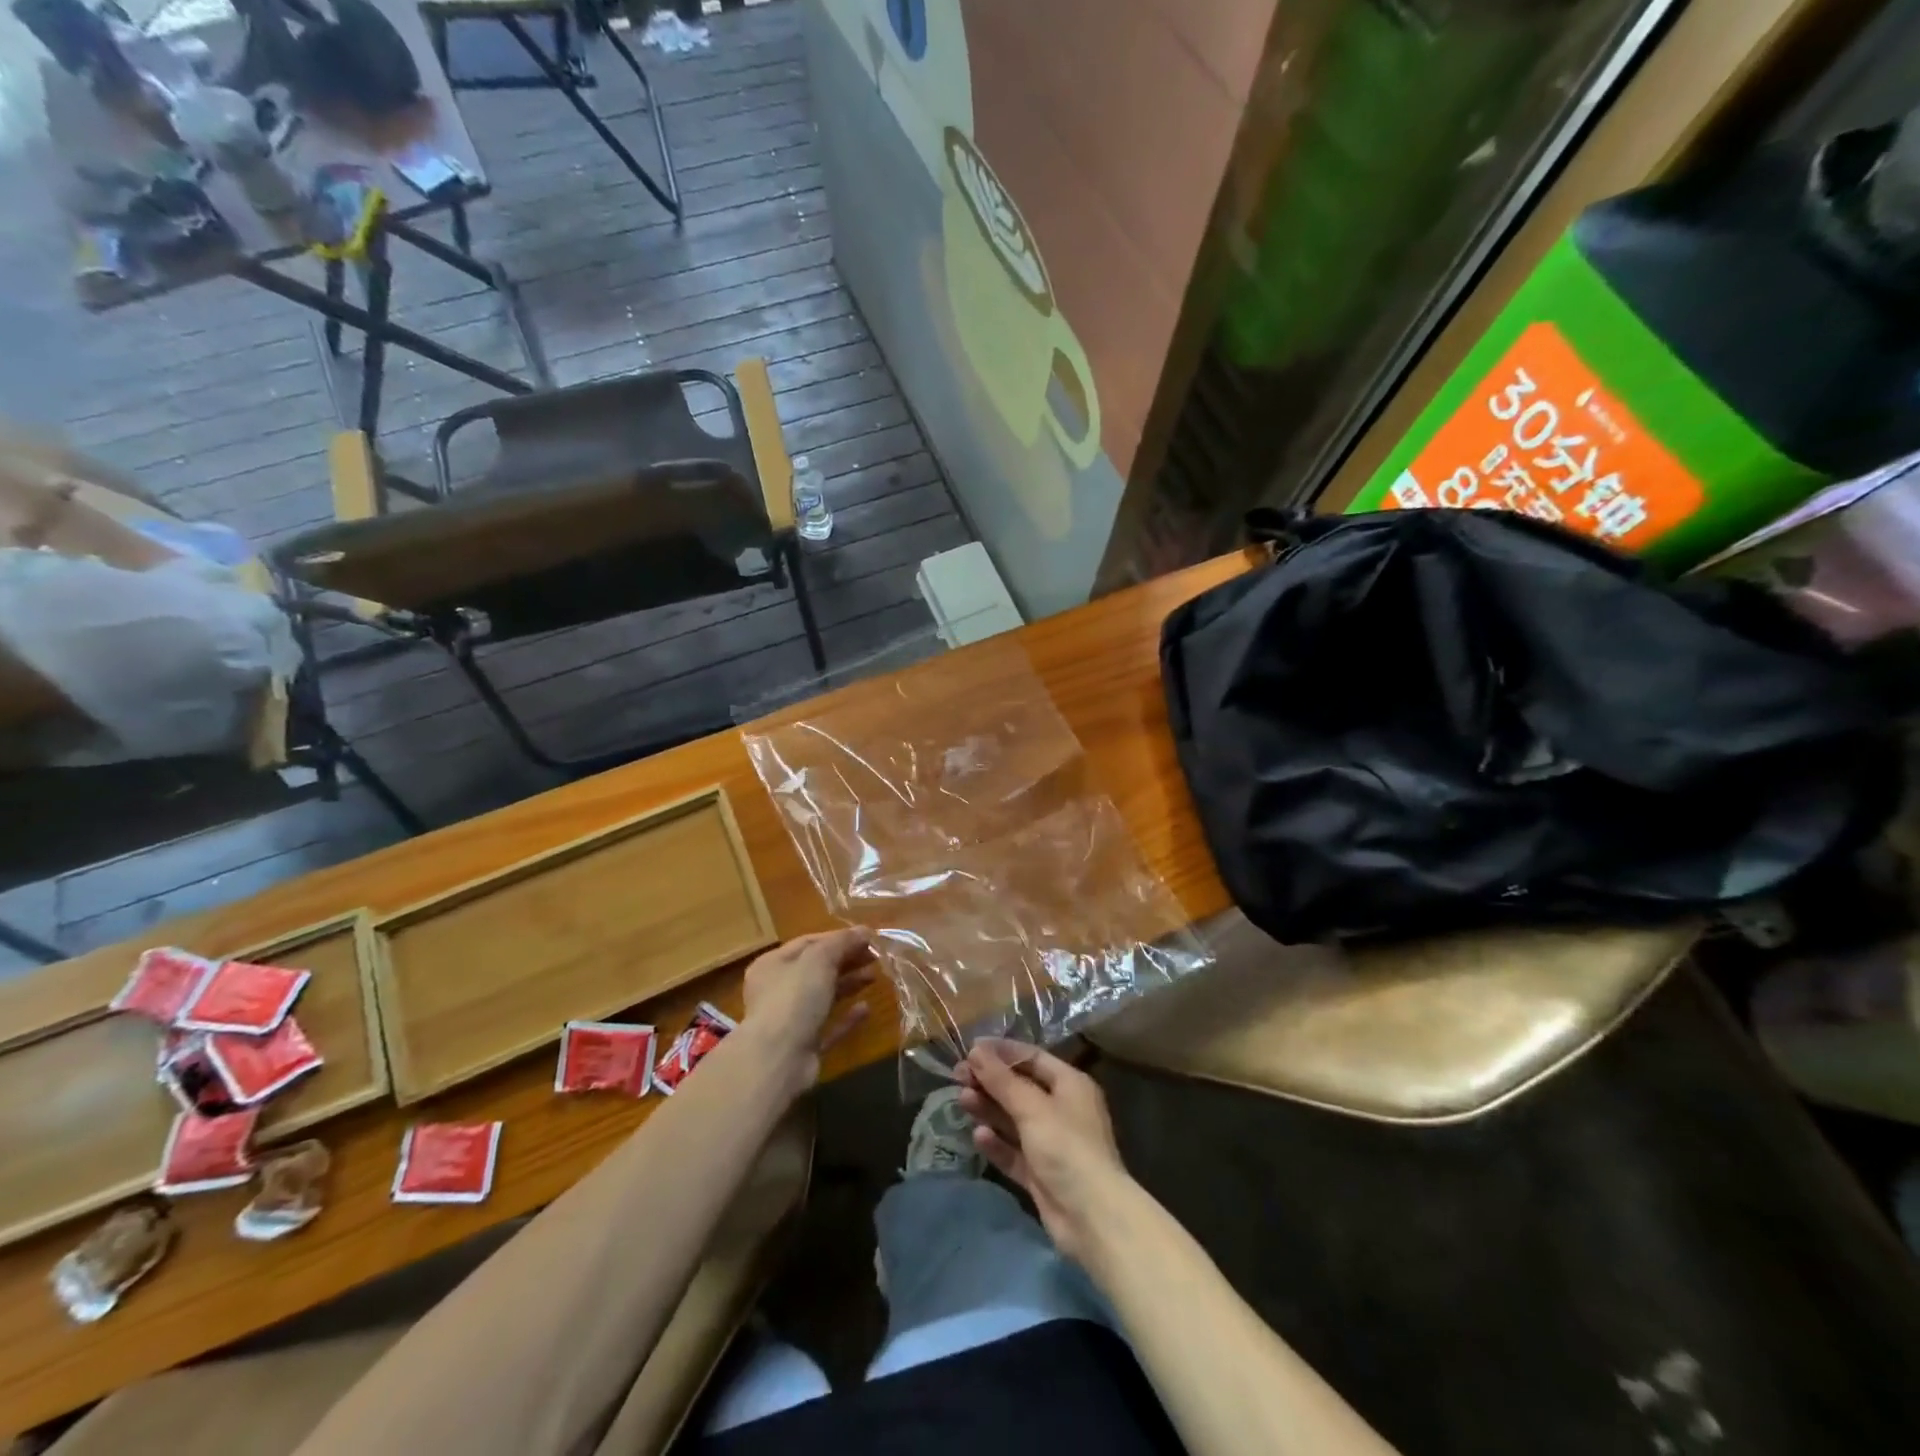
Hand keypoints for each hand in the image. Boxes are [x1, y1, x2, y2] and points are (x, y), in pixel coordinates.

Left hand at [740, 928, 875, 1086]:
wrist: (778, 1059)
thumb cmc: (794, 998)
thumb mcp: (819, 959)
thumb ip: (842, 942)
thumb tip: (865, 930)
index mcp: (773, 964)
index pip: (809, 942)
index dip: (838, 938)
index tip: (868, 938)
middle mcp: (778, 990)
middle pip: (818, 969)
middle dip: (847, 960)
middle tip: (876, 957)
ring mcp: (791, 1020)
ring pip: (824, 996)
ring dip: (849, 984)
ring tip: (875, 976)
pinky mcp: (805, 1046)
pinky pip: (829, 1026)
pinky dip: (847, 1017)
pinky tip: (866, 1009)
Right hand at [957, 1040, 1130, 1264]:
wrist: (1092, 1218)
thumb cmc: (1066, 1147)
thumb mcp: (1032, 1107)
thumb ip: (1002, 1080)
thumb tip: (976, 1050)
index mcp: (1070, 1084)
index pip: (1032, 1057)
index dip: (1002, 1051)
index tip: (970, 1048)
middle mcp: (1061, 1109)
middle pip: (1020, 1087)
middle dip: (990, 1081)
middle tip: (958, 1076)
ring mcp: (1051, 1143)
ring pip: (1013, 1119)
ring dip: (989, 1108)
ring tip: (962, 1100)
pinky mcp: (1040, 1173)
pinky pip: (1013, 1151)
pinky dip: (997, 1143)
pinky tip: (978, 1135)